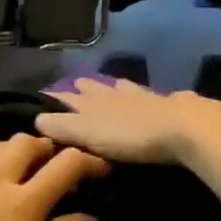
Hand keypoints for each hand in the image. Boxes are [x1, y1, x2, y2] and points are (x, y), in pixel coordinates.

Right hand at [34, 78, 220, 164]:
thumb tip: (37, 119)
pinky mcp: (169, 104)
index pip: (70, 99)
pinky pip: (150, 96)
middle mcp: (116, 94)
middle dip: (86, 90)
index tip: (47, 97)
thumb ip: (64, 126)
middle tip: (77, 86)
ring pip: (123, 89)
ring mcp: (144, 97)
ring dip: (114, 88)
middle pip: (97, 90)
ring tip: (111, 86)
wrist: (183, 127)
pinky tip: (150, 96)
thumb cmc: (130, 135)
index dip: (58, 100)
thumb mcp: (89, 133)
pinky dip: (143, 96)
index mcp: (95, 102)